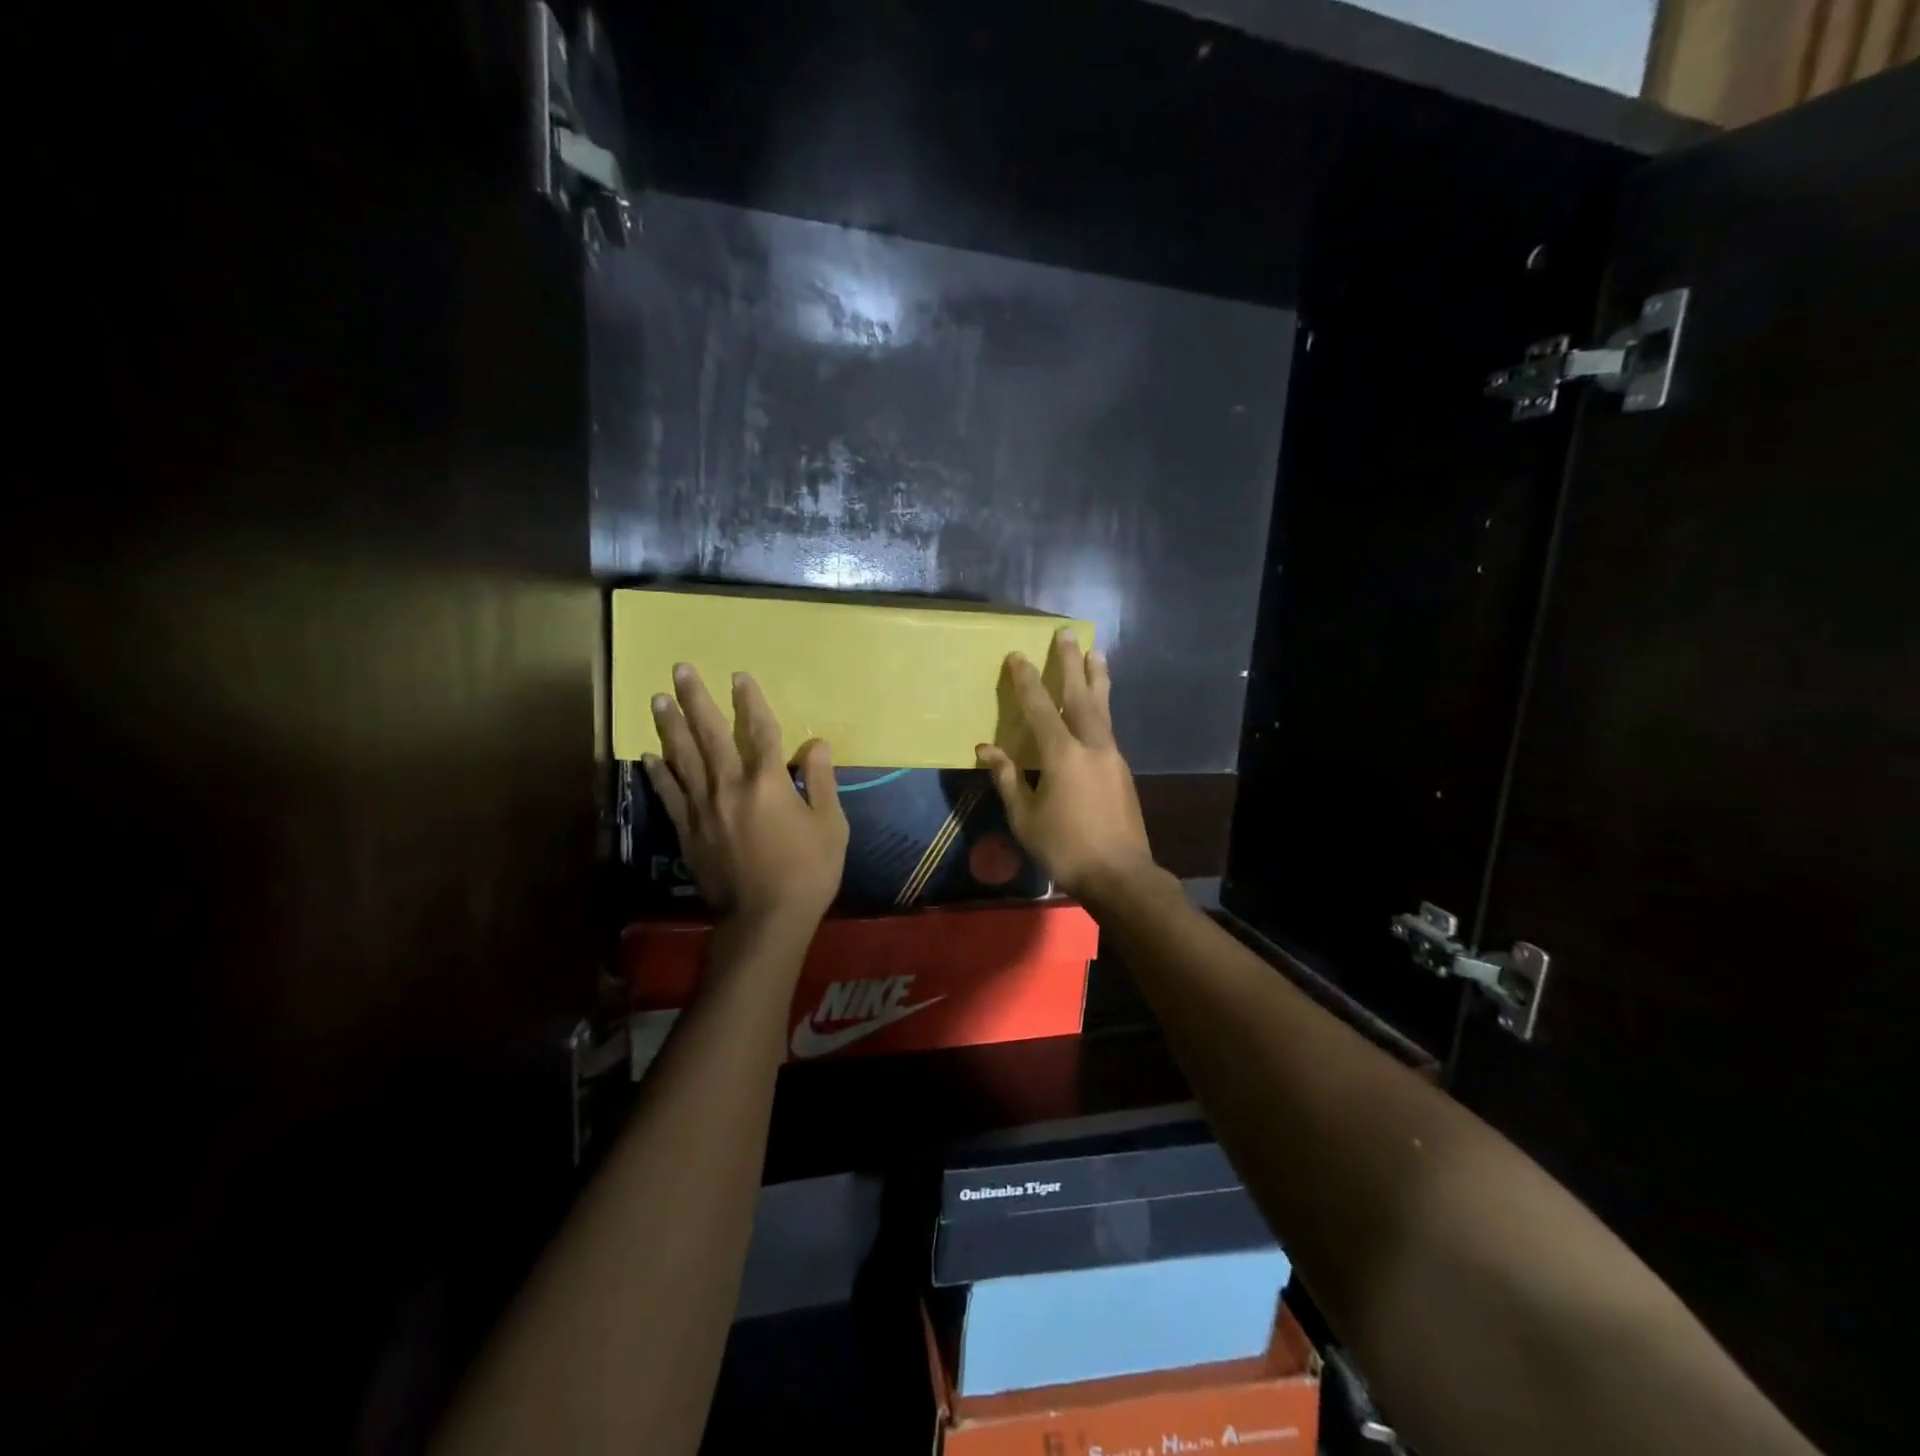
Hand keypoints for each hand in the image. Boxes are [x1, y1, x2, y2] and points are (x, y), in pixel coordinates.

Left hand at [643, 664, 848, 927]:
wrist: (765, 920)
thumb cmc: (807, 872)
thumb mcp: (831, 825)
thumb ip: (821, 780)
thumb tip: (816, 743)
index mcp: (769, 782)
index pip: (759, 729)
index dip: (750, 700)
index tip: (739, 676)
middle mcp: (730, 786)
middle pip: (709, 734)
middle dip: (695, 699)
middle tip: (680, 670)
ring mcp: (704, 809)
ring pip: (682, 758)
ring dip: (669, 726)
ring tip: (657, 699)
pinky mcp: (688, 832)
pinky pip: (670, 795)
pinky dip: (658, 773)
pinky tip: (648, 755)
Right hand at [976, 629, 1156, 901]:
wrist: (1119, 874)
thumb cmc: (1065, 847)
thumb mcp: (1025, 817)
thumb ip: (1007, 778)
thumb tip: (986, 749)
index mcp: (1062, 755)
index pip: (1041, 708)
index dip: (1026, 681)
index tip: (1017, 655)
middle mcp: (1091, 746)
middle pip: (1080, 695)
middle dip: (1071, 663)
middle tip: (1068, 632)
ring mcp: (1112, 757)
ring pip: (1103, 708)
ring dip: (1096, 678)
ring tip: (1097, 652)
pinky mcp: (1122, 771)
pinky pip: (1108, 727)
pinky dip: (1101, 708)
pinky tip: (1097, 707)